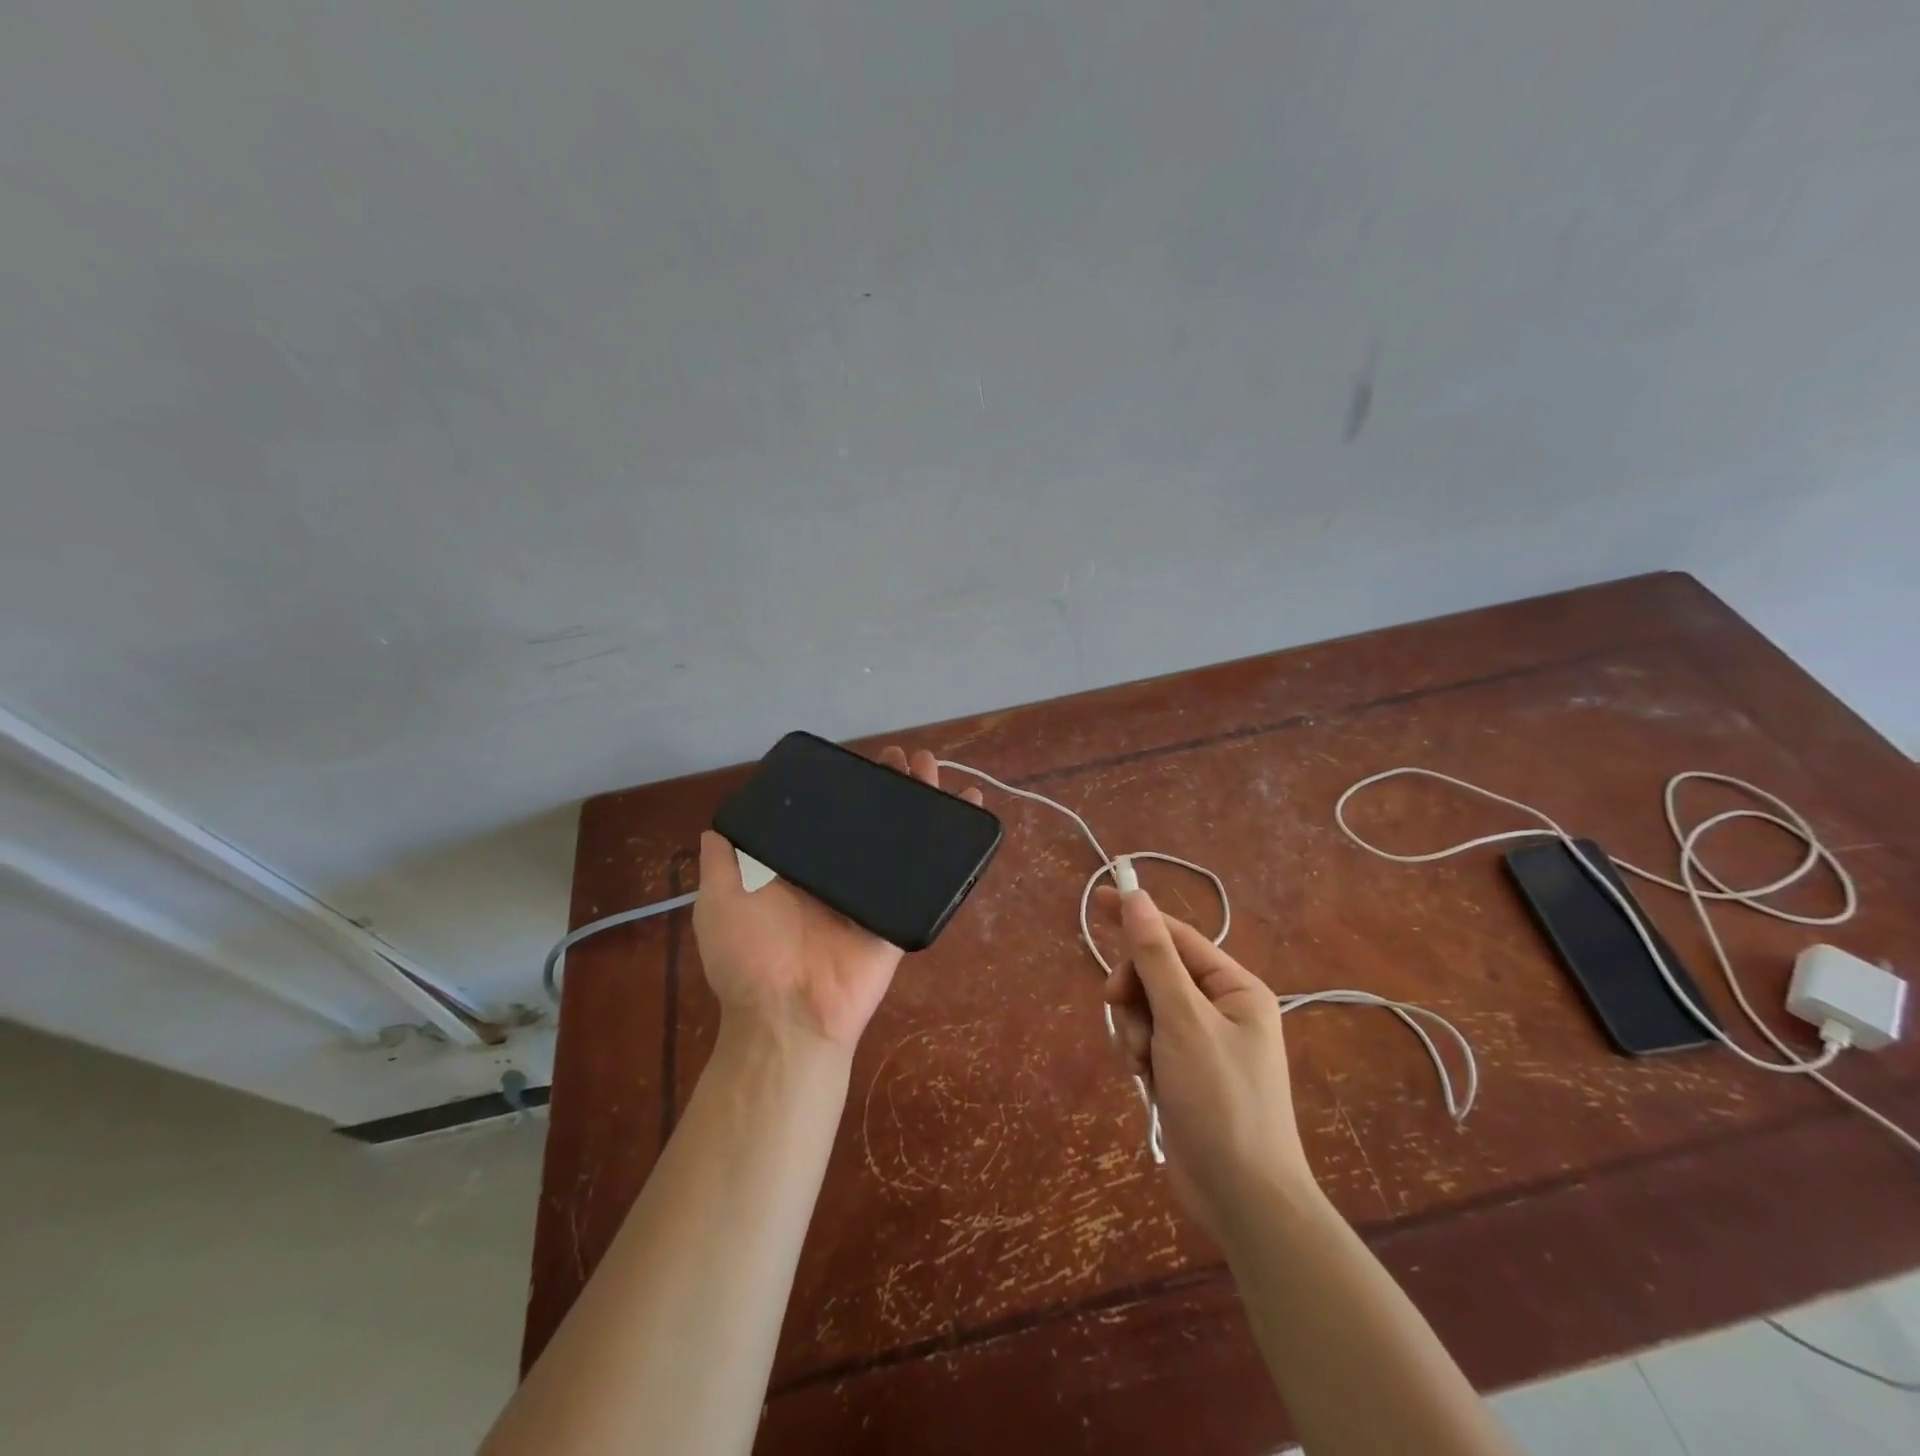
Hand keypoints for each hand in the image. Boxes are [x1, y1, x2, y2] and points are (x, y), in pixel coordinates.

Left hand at [694, 747, 984, 1051]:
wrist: (789, 1015)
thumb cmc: (751, 957)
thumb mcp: (720, 902)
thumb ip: (723, 863)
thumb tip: (718, 826)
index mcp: (800, 868)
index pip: (827, 817)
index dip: (843, 788)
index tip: (856, 760)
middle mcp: (839, 875)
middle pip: (871, 822)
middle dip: (888, 787)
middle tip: (903, 758)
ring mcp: (873, 893)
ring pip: (903, 840)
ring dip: (920, 803)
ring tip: (932, 768)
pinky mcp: (900, 913)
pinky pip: (930, 877)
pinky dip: (953, 847)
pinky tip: (966, 810)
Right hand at [1098, 886, 1313, 1244]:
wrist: (1243, 1197)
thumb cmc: (1221, 1099)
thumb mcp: (1184, 1020)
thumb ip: (1155, 957)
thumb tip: (1136, 898)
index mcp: (1234, 988)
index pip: (1177, 937)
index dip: (1137, 917)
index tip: (1097, 901)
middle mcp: (1220, 1008)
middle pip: (1156, 972)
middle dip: (1134, 991)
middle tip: (1117, 1007)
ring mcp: (1201, 1041)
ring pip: (1146, 1008)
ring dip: (1133, 1028)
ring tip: (1141, 1062)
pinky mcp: (1184, 1070)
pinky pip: (1147, 1039)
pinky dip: (1138, 1052)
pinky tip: (1144, 1078)